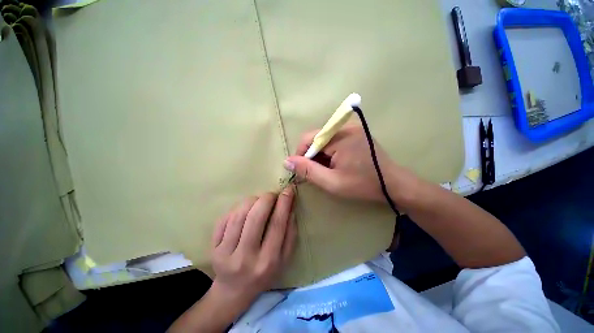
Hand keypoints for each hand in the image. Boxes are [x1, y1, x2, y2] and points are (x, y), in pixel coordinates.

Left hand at [168, 189, 295, 332]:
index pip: (277, 224)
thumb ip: (290, 234)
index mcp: (268, 261)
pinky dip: (236, 208)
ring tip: (259, 200)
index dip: (284, 203)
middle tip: (272, 194)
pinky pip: (224, 219)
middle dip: (266, 198)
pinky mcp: (213, 248)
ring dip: (251, 200)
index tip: (288, 189)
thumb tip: (290, 208)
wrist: (234, 290)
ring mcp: (225, 253)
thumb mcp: (284, 258)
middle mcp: (246, 257)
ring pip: (238, 215)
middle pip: (256, 217)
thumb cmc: (264, 274)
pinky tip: (244, 210)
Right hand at [284, 124, 415, 202]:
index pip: (308, 139)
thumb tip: (287, 161)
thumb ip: (308, 171)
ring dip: (321, 155)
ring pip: (325, 140)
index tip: (302, 171)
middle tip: (316, 173)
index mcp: (340, 137)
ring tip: (327, 170)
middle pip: (317, 138)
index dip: (301, 155)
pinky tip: (336, 164)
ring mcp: (352, 129)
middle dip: (312, 156)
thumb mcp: (331, 182)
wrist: (393, 184)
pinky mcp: (356, 134)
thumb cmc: (362, 185)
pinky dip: (330, 153)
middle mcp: (345, 128)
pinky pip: (334, 140)